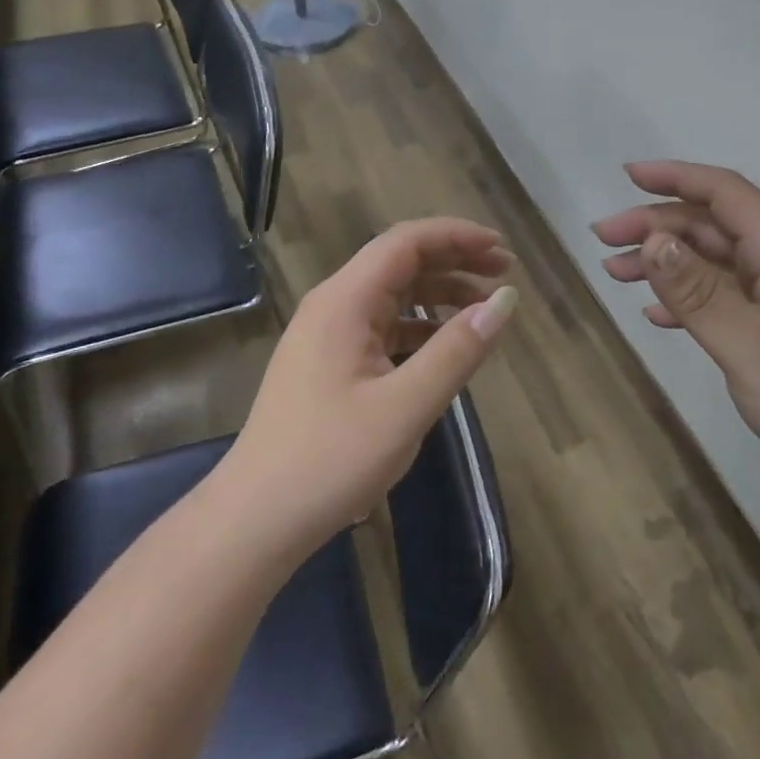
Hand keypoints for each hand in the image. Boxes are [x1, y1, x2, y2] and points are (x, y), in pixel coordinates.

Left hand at [226, 218, 518, 554]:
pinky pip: (382, 326)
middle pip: (400, 261)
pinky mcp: (329, 363)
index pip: (406, 242)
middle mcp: (333, 305)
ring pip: (392, 294)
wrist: (254, 522)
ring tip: (484, 308)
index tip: (502, 249)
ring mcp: (327, 334)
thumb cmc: (331, 460)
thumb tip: (505, 300)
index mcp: (345, 300)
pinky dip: (420, 326)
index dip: (457, 236)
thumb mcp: (406, 406)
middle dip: (454, 260)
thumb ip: (458, 349)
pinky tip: (446, 346)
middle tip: (503, 272)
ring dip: (439, 293)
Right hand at [593, 161, 759, 508]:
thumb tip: (652, 239)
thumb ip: (697, 292)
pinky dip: (689, 298)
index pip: (724, 192)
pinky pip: (728, 297)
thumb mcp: (751, 347)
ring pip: (717, 262)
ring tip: (616, 274)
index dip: (674, 177)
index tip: (626, 175)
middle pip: (714, 225)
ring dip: (667, 263)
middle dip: (656, 226)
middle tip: (604, 242)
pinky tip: (658, 315)